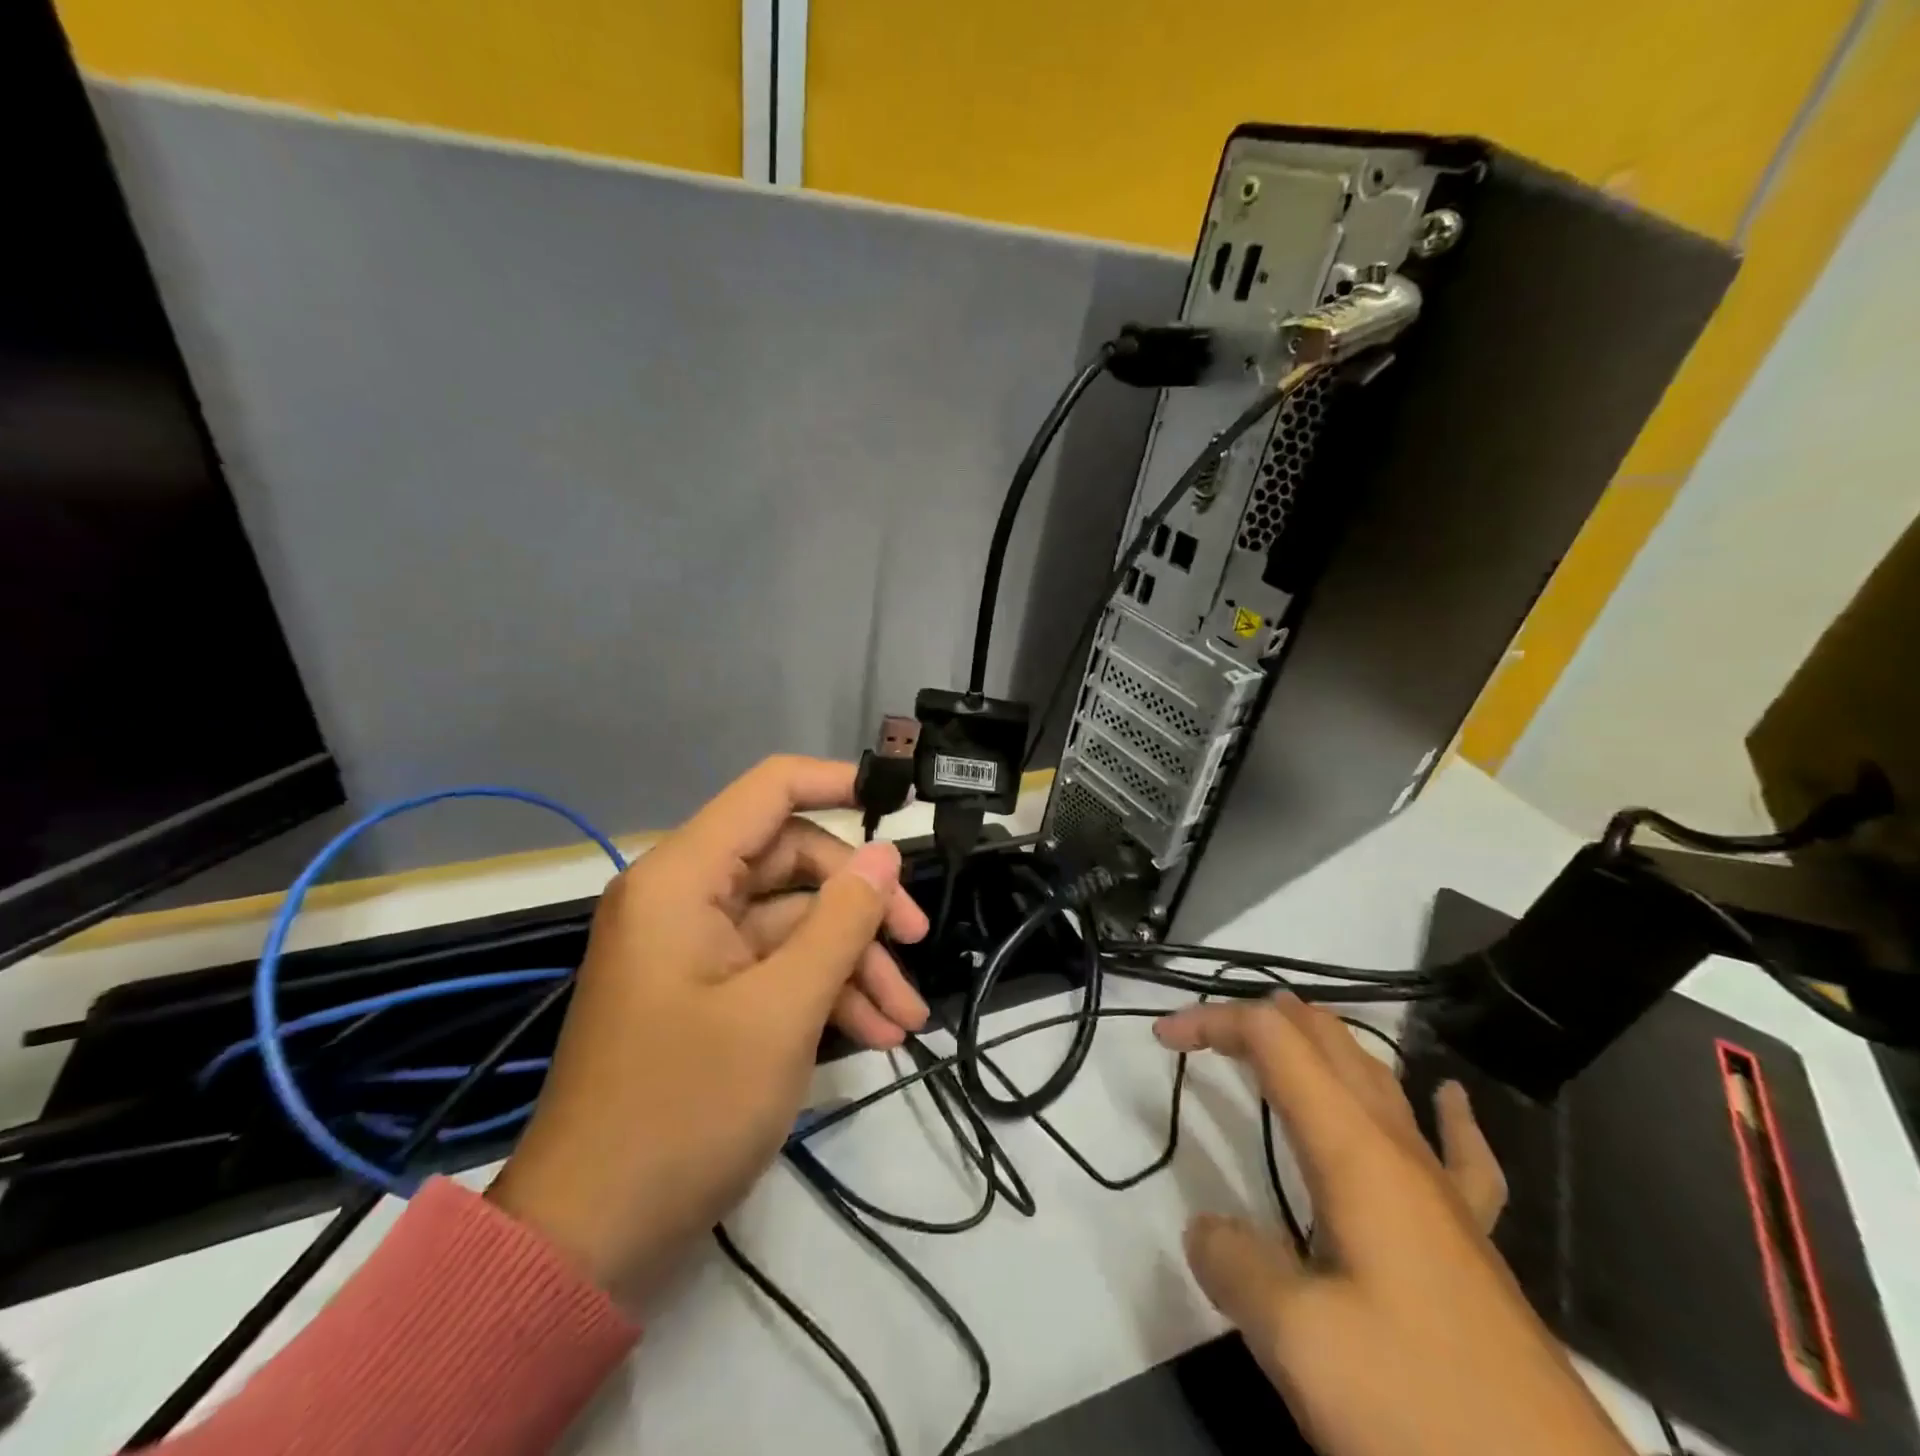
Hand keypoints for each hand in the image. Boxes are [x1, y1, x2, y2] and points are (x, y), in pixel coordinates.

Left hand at [488, 756, 930, 1302]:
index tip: (900, 801)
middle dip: (861, 904)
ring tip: (907, 1018)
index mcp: (684, 879)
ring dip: (854, 961)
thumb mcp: (783, 1011)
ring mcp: (695, 949)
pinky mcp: (705, 994)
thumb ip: (842, 921)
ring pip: (794, 923)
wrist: (590, 1241)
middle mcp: (685, 899)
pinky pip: (775, 968)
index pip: (769, 790)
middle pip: (793, 862)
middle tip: (918, 941)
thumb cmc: (684, 1111)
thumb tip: (885, 855)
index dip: (837, 782)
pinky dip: (825, 992)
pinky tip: (876, 1037)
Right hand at [1154, 995, 1632, 1455]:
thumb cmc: (1421, 1407)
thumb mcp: (1299, 1341)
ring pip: (1377, 1077)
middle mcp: (1398, 1150)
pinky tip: (1446, 1098)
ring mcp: (1443, 1192)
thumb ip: (1236, 1265)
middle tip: (1203, 1034)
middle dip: (1259, 1019)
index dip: (1213, 1021)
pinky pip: (1459, 1150)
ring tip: (1281, 1034)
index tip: (1162, 1037)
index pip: (1274, 1041)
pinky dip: (1441, 1111)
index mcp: (1354, 1150)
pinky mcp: (1472, 1240)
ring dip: (1320, 1043)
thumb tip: (1207, 1231)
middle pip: (1326, 1041)